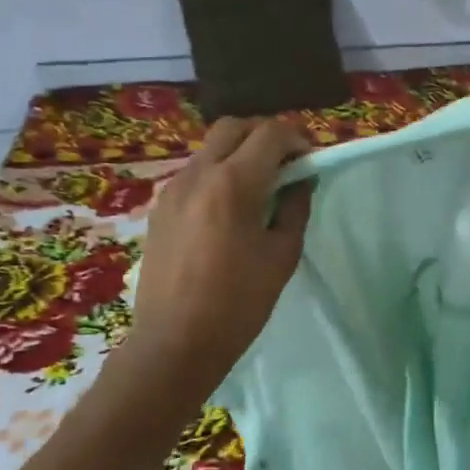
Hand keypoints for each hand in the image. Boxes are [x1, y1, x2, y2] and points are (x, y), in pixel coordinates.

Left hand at [116, 117, 313, 397]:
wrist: (174, 343)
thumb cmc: (238, 304)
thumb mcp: (282, 256)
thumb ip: (295, 208)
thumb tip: (301, 180)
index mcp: (233, 184)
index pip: (270, 133)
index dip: (297, 139)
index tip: (310, 161)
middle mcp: (198, 175)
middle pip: (233, 126)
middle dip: (264, 135)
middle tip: (285, 164)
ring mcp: (173, 189)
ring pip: (210, 148)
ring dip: (238, 153)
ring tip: (259, 187)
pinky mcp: (159, 208)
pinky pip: (194, 173)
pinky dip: (217, 173)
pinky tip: (229, 209)